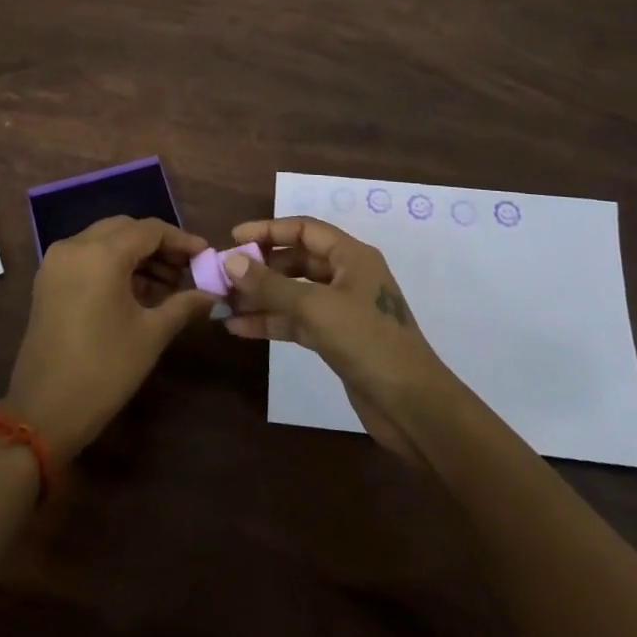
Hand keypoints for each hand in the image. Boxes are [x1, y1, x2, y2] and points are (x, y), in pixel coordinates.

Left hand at [4, 216, 216, 461]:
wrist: (44, 411)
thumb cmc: (104, 370)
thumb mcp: (151, 334)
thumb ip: (183, 304)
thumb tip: (212, 294)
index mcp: (101, 254)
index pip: (149, 230)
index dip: (180, 240)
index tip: (204, 255)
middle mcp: (75, 246)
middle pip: (124, 229)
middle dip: (157, 245)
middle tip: (186, 269)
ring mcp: (56, 262)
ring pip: (104, 241)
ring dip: (135, 255)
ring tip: (166, 285)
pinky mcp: (48, 280)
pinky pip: (87, 257)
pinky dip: (112, 264)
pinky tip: (135, 291)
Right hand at [223, 216, 455, 461]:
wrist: (412, 407)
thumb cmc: (368, 342)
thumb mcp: (315, 307)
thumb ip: (270, 285)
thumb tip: (230, 260)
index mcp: (351, 256)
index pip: (304, 229)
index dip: (268, 230)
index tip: (234, 237)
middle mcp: (347, 276)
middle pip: (296, 261)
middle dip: (260, 267)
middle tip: (224, 275)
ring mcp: (342, 309)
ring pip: (293, 293)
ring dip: (261, 297)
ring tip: (224, 303)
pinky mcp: (337, 339)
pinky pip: (297, 321)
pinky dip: (271, 322)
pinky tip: (240, 328)